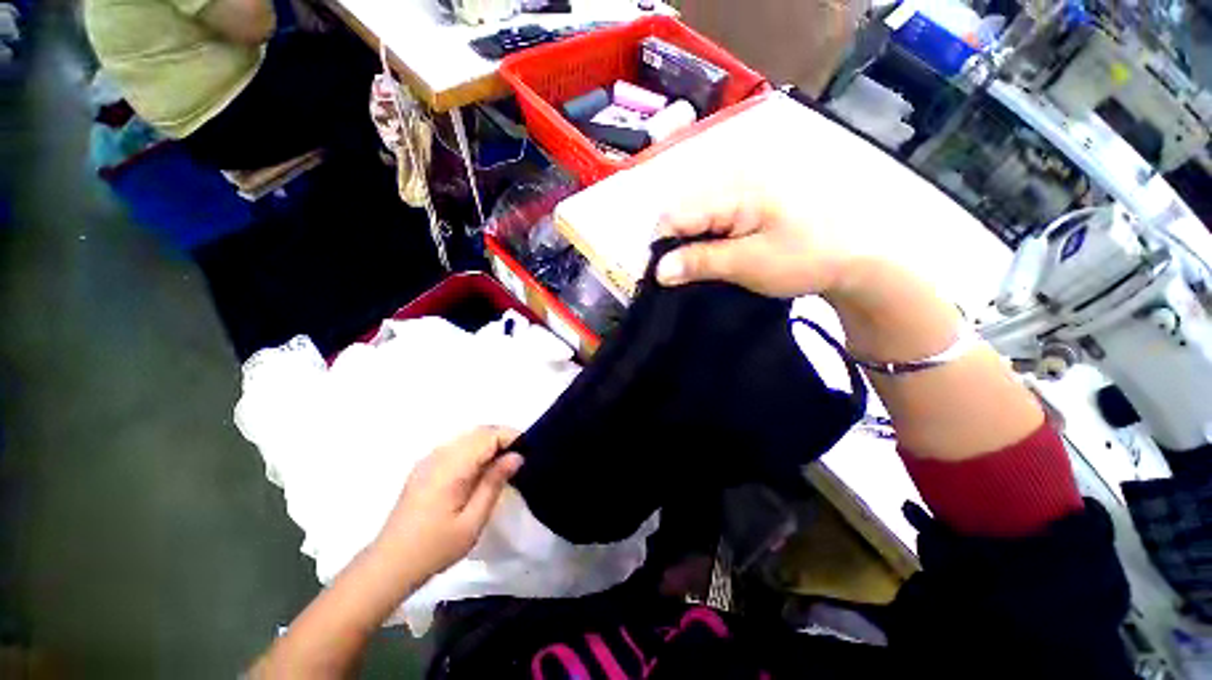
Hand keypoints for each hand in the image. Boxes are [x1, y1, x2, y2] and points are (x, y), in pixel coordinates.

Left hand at [373, 427, 523, 581]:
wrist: (389, 564)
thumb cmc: (434, 548)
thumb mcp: (472, 521)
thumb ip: (494, 484)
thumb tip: (516, 457)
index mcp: (450, 467)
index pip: (487, 435)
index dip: (511, 437)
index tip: (529, 451)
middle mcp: (439, 455)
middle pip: (478, 432)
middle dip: (502, 438)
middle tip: (519, 458)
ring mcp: (429, 459)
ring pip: (467, 437)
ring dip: (489, 443)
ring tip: (504, 464)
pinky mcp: (425, 466)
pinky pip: (456, 446)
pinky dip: (475, 449)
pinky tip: (481, 470)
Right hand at [655, 185, 858, 298]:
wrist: (854, 258)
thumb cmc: (805, 258)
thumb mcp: (748, 263)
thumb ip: (700, 262)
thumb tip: (658, 270)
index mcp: (734, 189)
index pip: (675, 213)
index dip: (659, 245)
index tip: (655, 276)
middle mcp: (733, 180)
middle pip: (681, 212)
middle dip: (672, 246)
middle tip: (674, 277)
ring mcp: (741, 190)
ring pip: (694, 218)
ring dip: (687, 246)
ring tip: (689, 271)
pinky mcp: (748, 203)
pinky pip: (711, 220)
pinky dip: (703, 242)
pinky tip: (707, 258)